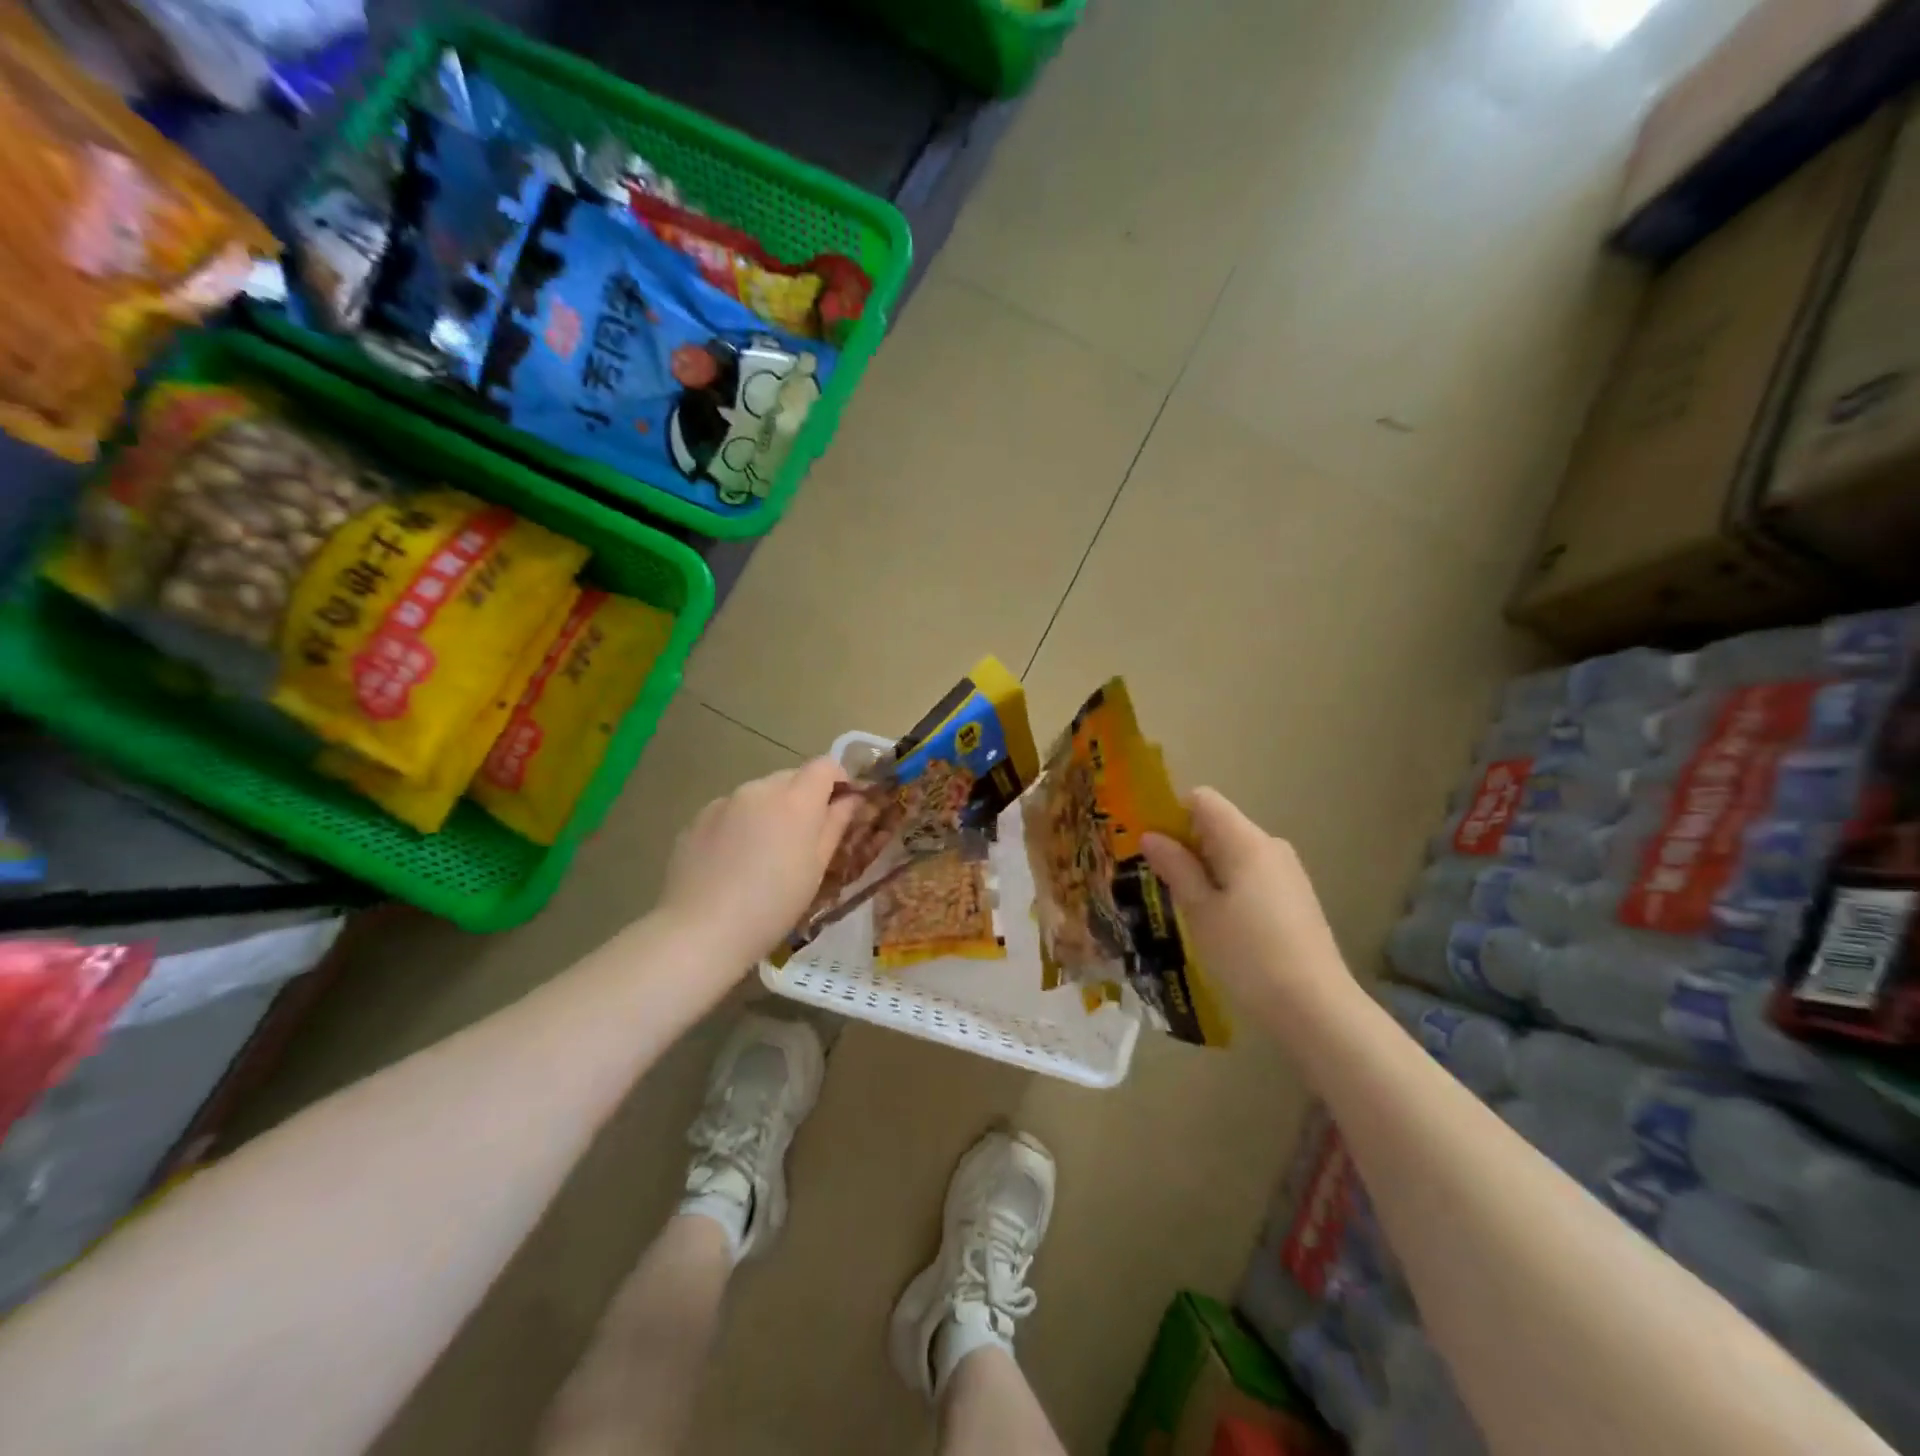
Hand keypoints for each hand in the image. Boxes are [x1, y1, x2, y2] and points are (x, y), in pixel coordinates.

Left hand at [658, 759, 861, 967]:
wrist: (703, 930)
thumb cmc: (774, 904)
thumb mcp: (817, 868)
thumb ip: (835, 825)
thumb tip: (850, 799)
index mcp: (796, 799)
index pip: (825, 765)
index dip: (838, 780)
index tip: (840, 808)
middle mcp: (760, 789)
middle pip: (791, 777)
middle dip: (804, 798)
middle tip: (803, 839)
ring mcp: (724, 801)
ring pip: (759, 794)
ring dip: (770, 811)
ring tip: (764, 854)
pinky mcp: (697, 819)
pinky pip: (730, 811)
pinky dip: (740, 825)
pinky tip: (733, 861)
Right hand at [1142, 789, 1356, 1027]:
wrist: (1317, 1010)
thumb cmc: (1248, 955)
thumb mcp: (1200, 912)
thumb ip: (1176, 867)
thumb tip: (1151, 835)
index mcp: (1246, 841)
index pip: (1203, 800)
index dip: (1171, 814)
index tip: (1151, 846)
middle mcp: (1271, 846)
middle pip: (1218, 826)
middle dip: (1186, 846)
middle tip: (1159, 882)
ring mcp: (1288, 873)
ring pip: (1234, 854)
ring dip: (1205, 870)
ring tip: (1185, 909)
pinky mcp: (1296, 899)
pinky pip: (1252, 876)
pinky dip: (1228, 888)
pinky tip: (1219, 925)